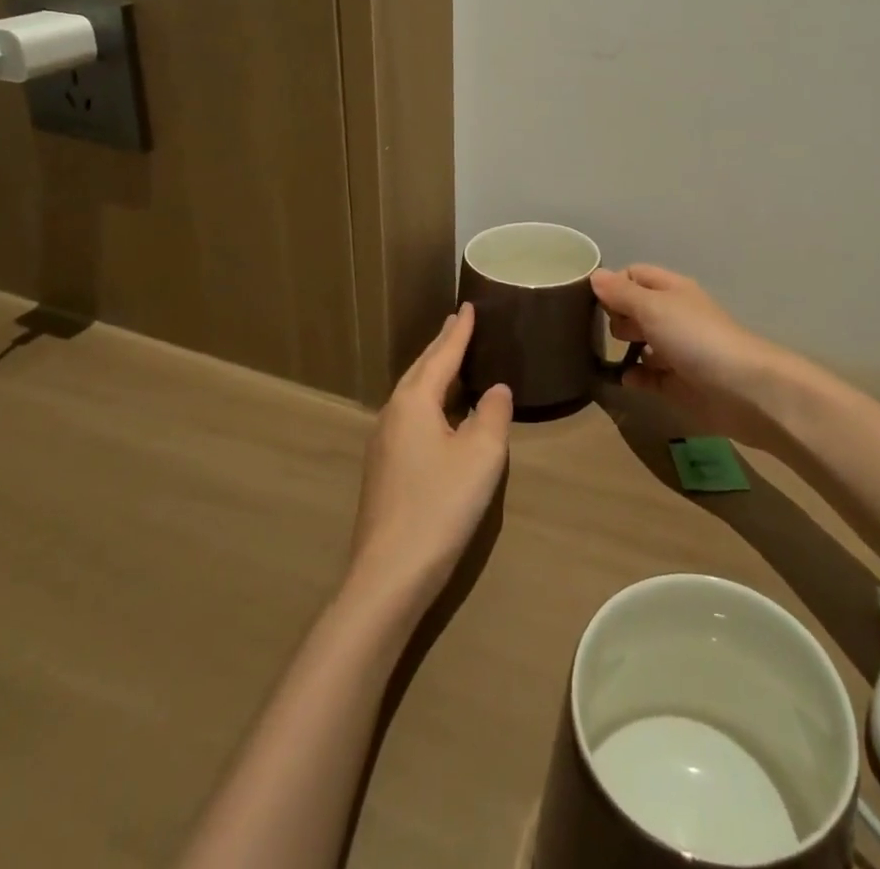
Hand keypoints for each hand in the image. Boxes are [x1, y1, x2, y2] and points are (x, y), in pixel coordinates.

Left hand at [348, 304, 511, 612]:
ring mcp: (383, 443)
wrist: (389, 574)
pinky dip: (428, 399)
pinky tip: (438, 413)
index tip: (468, 305)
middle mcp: (393, 414)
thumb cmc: (440, 505)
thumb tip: (496, 390)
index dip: (459, 331)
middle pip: (420, 369)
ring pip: (412, 394)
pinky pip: (410, 415)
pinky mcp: (384, 470)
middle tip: (458, 323)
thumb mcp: (481, 455)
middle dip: (441, 346)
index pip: (442, 355)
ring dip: (433, 372)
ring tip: (450, 359)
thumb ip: (494, 414)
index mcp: (414, 401)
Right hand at [590, 265, 801, 451]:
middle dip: (616, 316)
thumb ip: (622, 294)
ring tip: (604, 353)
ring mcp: (678, 351)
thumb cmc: (696, 338)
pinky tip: (625, 380)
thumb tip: (595, 275)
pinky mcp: (679, 384)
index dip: (613, 284)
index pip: (635, 275)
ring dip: (624, 348)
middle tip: (602, 329)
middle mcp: (674, 316)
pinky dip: (636, 377)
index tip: (590, 301)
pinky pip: (650, 377)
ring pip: (643, 343)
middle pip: (637, 308)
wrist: (744, 390)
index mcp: (671, 290)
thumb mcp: (653, 308)